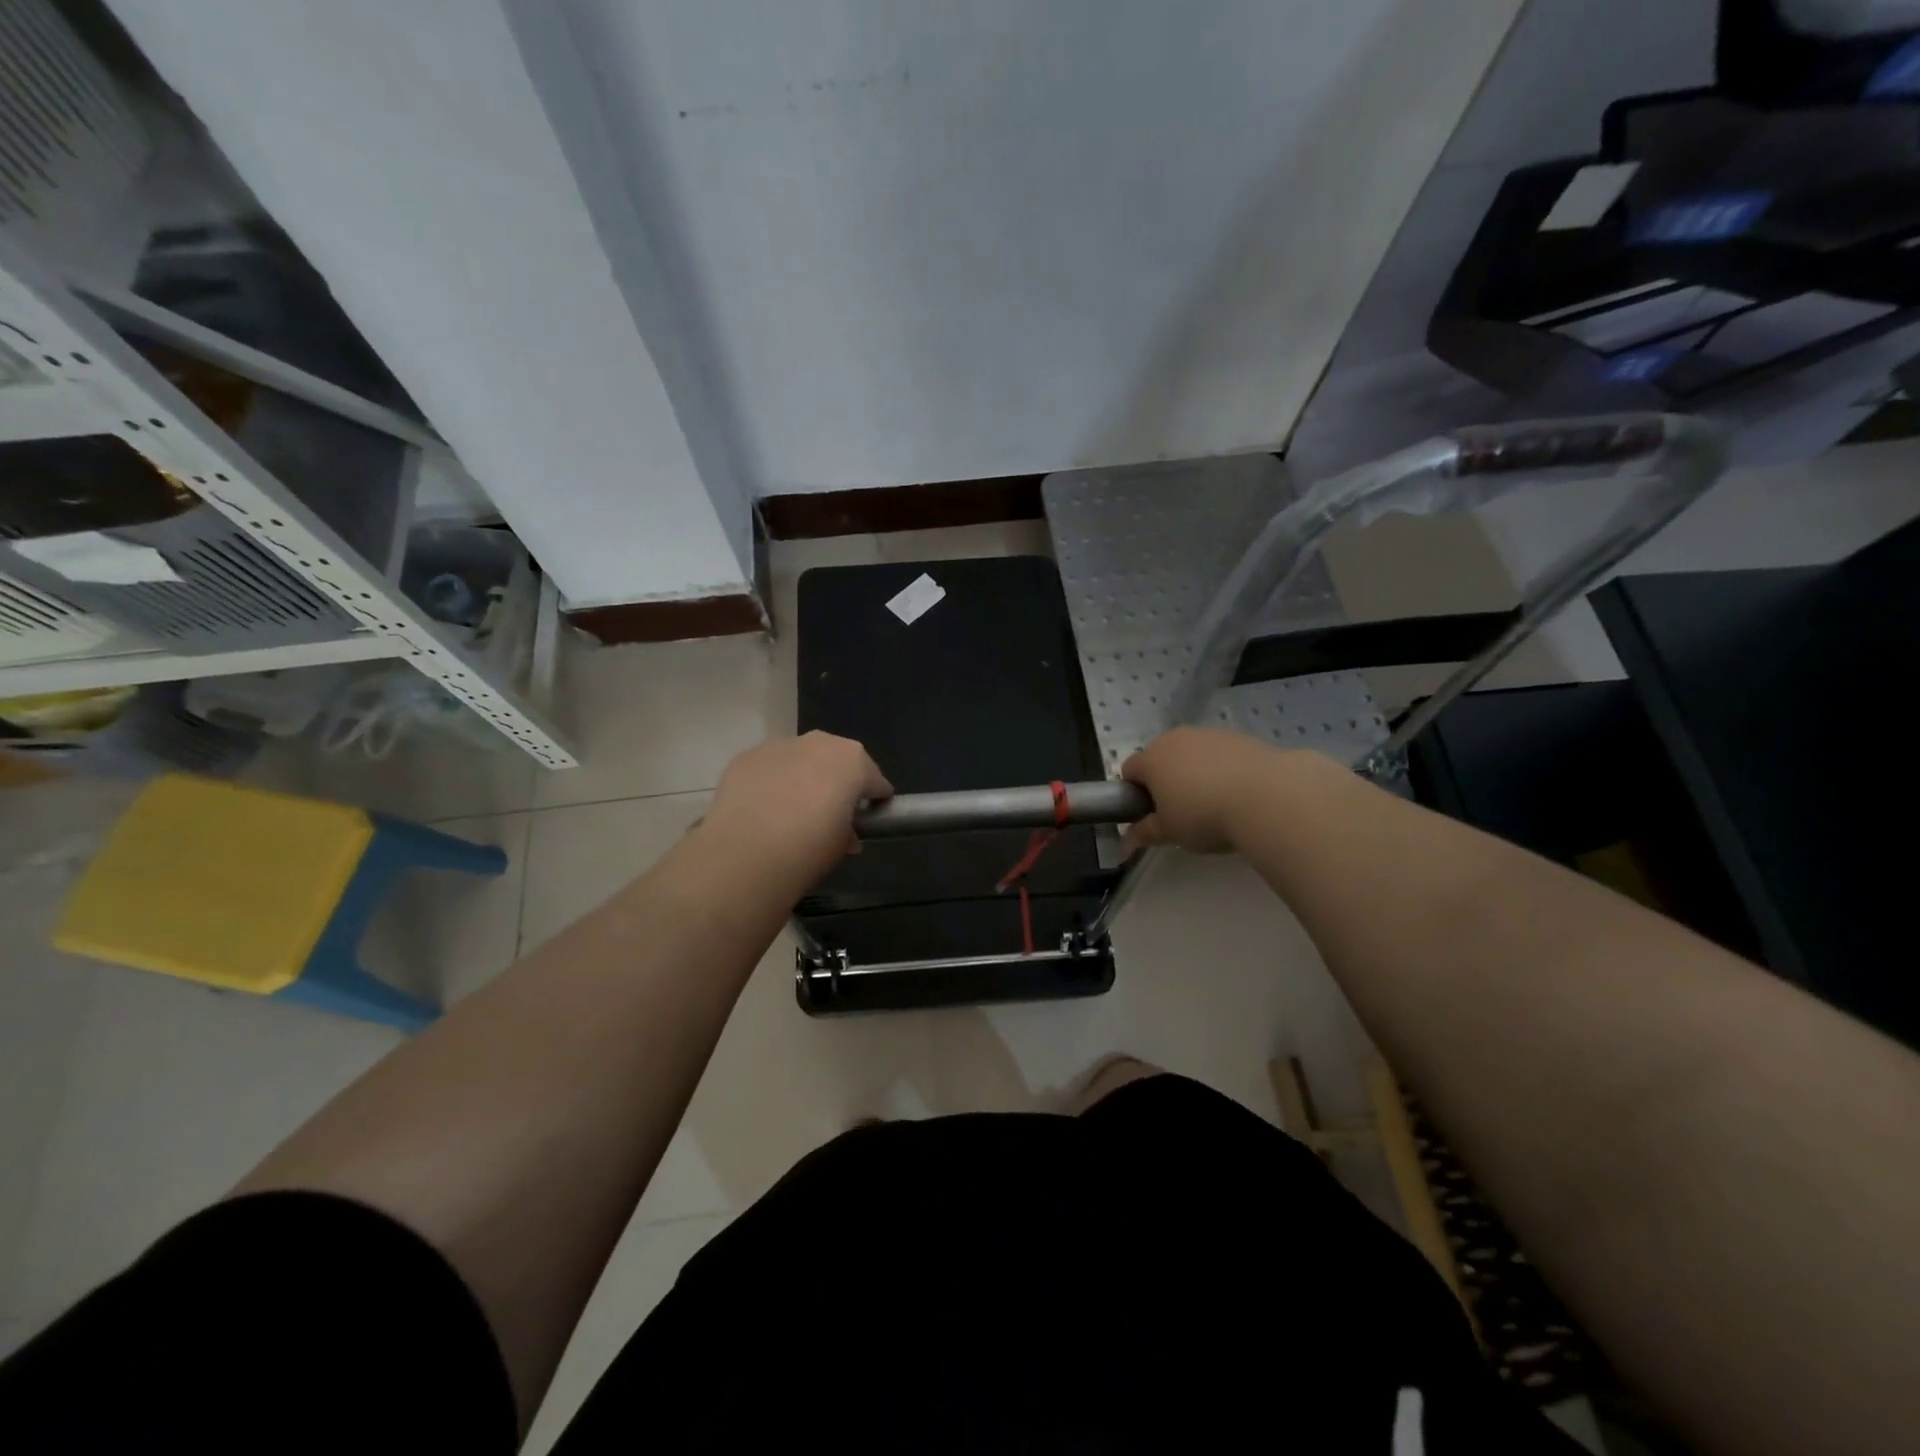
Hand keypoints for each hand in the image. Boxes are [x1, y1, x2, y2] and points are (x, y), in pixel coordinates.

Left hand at [698, 732, 892, 890]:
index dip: (874, 799)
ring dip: (802, 776)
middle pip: (837, 759)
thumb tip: (845, 832)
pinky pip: (770, 767)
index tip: (868, 818)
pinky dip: (771, 782)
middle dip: (836, 780)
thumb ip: (849, 830)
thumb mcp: (842, 845)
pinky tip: (762, 808)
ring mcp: (780, 745)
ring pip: (800, 758)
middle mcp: (820, 743)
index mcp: (854, 761)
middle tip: (828, 811)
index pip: (874, 779)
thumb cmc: (809, 848)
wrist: (746, 852)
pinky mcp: (748, 756)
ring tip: (790, 810)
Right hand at [1121, 727, 1298, 854]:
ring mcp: (1211, 734)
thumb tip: (1125, 843)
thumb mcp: (1169, 832)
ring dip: (1197, 774)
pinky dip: (1224, 770)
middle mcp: (1177, 738)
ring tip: (1216, 805)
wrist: (1267, 797)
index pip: (1129, 770)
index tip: (1151, 815)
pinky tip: (1240, 795)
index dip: (1135, 793)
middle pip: (1162, 758)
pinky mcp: (1242, 738)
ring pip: (1194, 754)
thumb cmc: (1203, 815)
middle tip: (1182, 813)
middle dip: (1167, 781)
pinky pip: (1222, 755)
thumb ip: (1144, 833)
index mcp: (1152, 757)